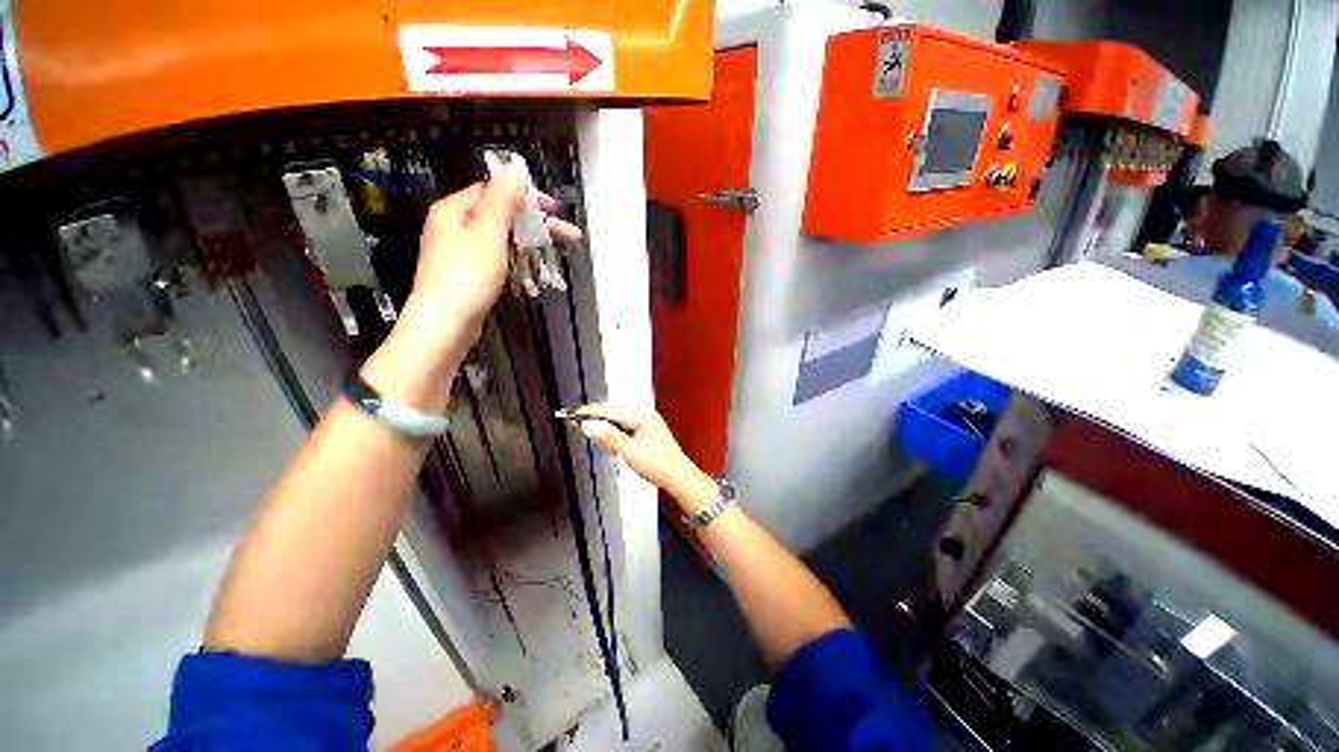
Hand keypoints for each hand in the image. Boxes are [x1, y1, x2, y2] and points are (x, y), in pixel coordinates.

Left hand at [363, 172, 579, 410]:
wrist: (445, 324)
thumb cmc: (467, 275)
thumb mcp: (489, 232)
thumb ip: (503, 200)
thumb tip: (514, 168)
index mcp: (454, 210)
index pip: (494, 192)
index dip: (526, 197)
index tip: (554, 210)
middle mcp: (454, 227)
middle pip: (501, 218)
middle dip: (535, 226)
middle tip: (568, 236)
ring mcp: (459, 253)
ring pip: (501, 242)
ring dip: (529, 248)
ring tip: (554, 260)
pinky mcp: (467, 276)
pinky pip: (496, 261)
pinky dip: (516, 265)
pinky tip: (533, 276)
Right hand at [571, 405, 717, 513]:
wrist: (679, 479)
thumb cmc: (659, 466)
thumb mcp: (631, 452)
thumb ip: (609, 437)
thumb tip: (588, 425)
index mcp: (643, 416)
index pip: (611, 411)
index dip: (590, 412)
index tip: (572, 414)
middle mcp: (644, 416)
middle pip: (614, 414)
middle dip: (595, 418)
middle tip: (573, 421)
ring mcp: (646, 425)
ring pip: (618, 422)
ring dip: (603, 427)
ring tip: (584, 428)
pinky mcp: (645, 434)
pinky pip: (624, 430)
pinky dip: (613, 435)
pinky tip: (606, 440)